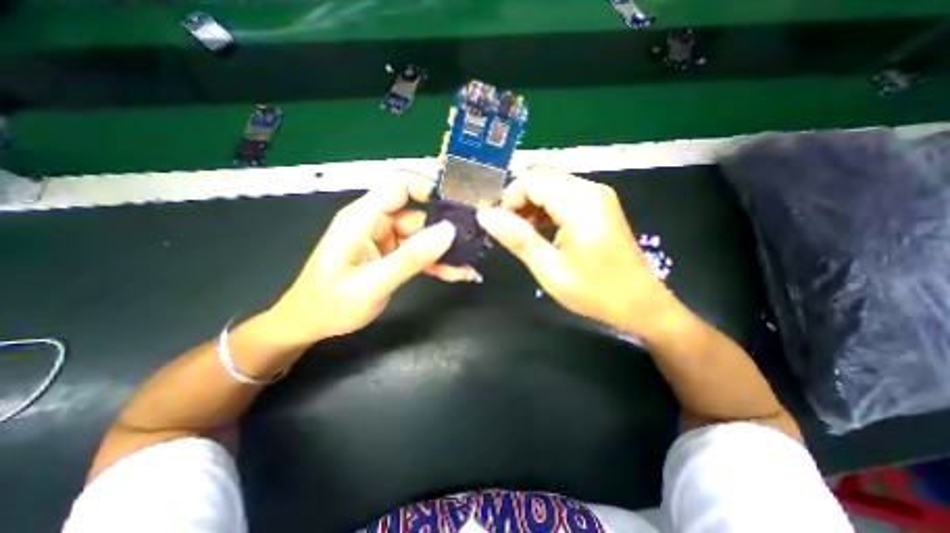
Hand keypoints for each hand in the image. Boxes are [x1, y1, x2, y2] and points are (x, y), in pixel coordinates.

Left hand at [269, 176, 478, 345]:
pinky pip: (420, 253)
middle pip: (419, 214)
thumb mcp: (372, 284)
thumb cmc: (331, 304)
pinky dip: (438, 262)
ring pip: (424, 236)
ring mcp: (386, 240)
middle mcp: (376, 223)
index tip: (457, 207)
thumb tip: (447, 232)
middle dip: (445, 230)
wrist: (311, 325)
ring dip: (445, 251)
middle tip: (473, 245)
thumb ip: (410, 258)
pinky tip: (458, 273)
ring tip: (467, 267)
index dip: (428, 188)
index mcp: (362, 219)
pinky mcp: (392, 255)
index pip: (398, 186)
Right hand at [476, 168, 682, 338]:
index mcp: (579, 202)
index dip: (509, 200)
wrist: (639, 303)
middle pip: (541, 179)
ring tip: (526, 235)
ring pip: (551, 186)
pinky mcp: (599, 205)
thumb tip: (484, 215)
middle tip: (513, 233)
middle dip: (519, 202)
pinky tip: (543, 232)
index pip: (531, 181)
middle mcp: (590, 189)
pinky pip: (564, 196)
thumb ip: (517, 238)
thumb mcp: (549, 269)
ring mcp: (598, 196)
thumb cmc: (593, 291)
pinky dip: (546, 209)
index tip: (504, 227)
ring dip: (532, 206)